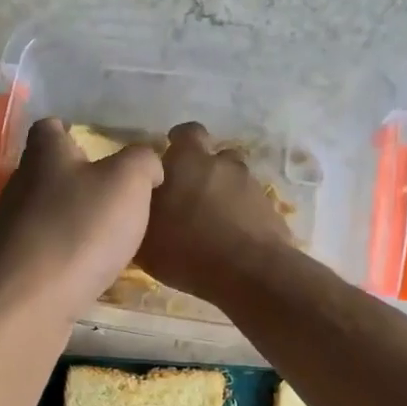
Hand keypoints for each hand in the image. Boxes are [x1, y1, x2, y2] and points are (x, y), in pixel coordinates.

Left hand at [0, 119, 163, 323]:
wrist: (30, 302)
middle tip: (113, 195)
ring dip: (71, 218)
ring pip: (44, 212)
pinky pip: (43, 248)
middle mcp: (21, 185)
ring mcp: (12, 227)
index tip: (98, 148)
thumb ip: (143, 161)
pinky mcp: (13, 265)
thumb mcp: (128, 183)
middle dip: (76, 179)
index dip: (73, 132)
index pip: (50, 128)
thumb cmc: (81, 230)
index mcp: (45, 155)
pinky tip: (86, 268)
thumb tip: (148, 161)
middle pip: (46, 171)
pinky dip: (64, 252)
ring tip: (106, 235)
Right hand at [138, 122, 295, 303]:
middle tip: (189, 195)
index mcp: (187, 161)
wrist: (249, 271)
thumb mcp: (145, 240)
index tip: (169, 164)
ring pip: (233, 179)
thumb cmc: (187, 250)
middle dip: (202, 169)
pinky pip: (249, 203)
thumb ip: (140, 213)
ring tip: (212, 219)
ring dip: (223, 191)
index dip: (178, 144)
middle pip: (213, 155)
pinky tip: (230, 237)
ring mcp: (249, 184)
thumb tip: (137, 206)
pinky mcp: (269, 207)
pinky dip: (240, 214)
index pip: (184, 134)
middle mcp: (220, 163)